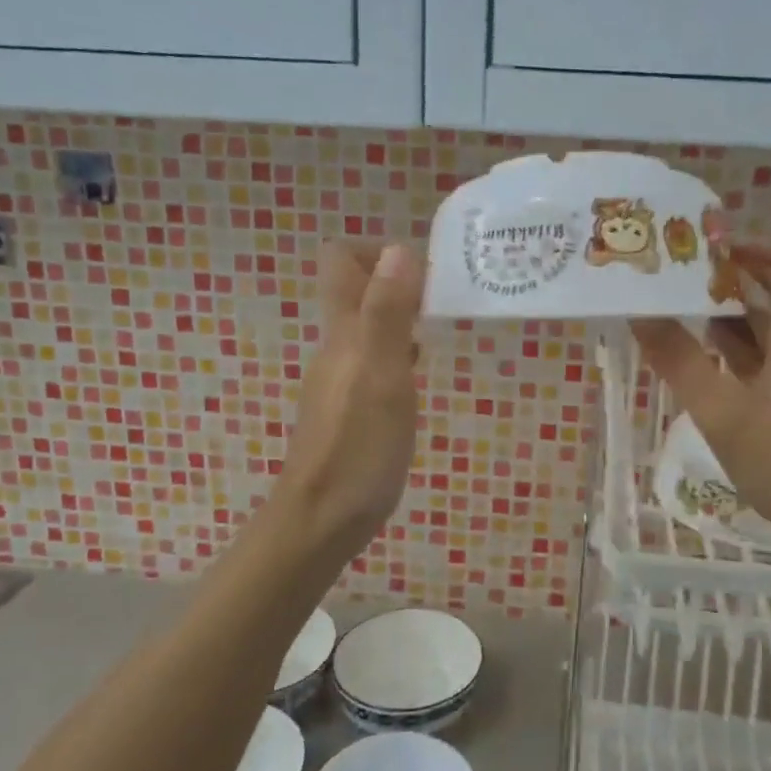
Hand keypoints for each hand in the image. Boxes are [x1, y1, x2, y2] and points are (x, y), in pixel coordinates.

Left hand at [272, 241, 424, 562]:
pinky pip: (374, 360)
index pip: (341, 260)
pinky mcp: (350, 407)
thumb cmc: (357, 450)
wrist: (321, 522)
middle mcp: (337, 348)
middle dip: (401, 280)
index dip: (380, 250)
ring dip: (404, 316)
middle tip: (450, 295)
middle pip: (358, 290)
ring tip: (446, 327)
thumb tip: (399, 248)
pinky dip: (400, 352)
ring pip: (369, 326)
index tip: (427, 269)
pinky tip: (422, 374)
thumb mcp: (381, 378)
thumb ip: (387, 314)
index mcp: (343, 333)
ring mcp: (341, 379)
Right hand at [632, 240, 770, 560]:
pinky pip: (766, 353)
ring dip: (727, 310)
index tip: (718, 251)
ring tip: (673, 307)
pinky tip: (694, 354)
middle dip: (732, 274)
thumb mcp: (722, 414)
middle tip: (678, 273)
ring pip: (770, 322)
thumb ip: (679, 361)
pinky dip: (733, 346)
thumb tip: (639, 314)